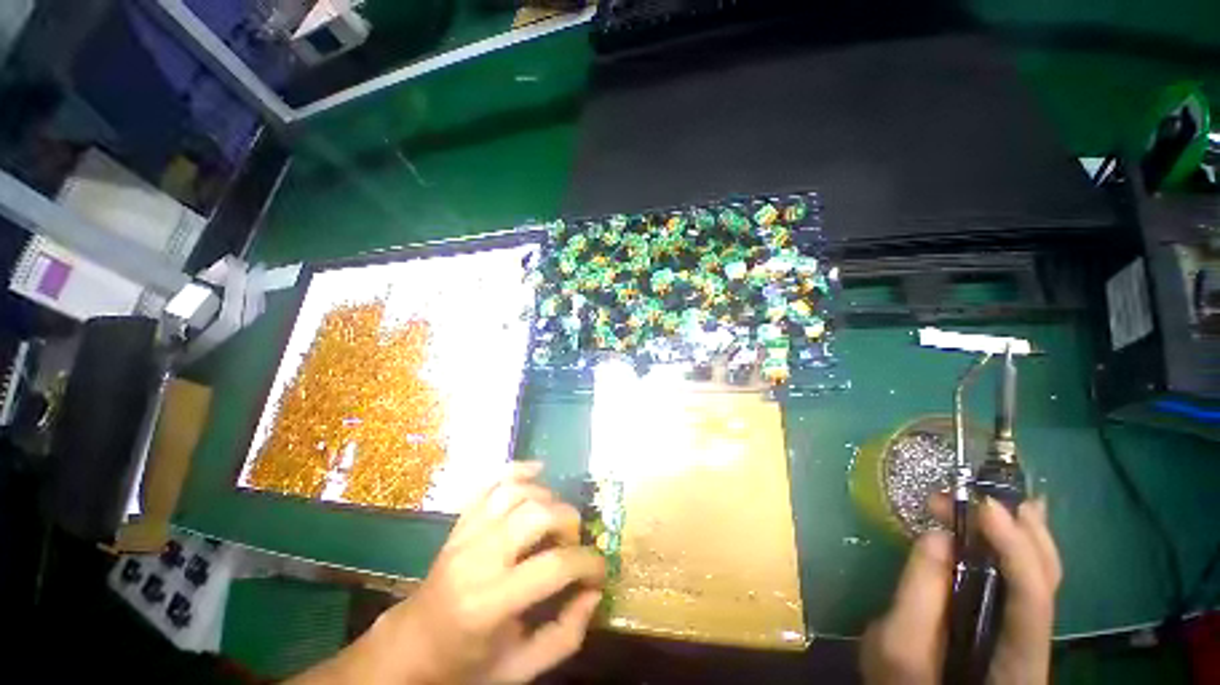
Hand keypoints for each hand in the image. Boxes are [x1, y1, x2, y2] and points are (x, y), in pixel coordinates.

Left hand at [292, 462, 605, 684]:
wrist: (413, 645)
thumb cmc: (466, 662)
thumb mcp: (519, 668)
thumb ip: (564, 636)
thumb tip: (593, 594)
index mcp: (490, 603)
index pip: (553, 566)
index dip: (588, 564)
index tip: (599, 571)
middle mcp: (477, 559)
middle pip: (536, 515)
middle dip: (568, 521)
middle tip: (574, 542)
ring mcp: (465, 534)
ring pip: (514, 492)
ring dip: (547, 497)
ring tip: (556, 518)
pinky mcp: (461, 521)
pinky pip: (489, 483)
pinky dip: (516, 469)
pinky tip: (537, 470)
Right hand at [861, 497, 1061, 684]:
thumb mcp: (897, 650)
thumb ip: (917, 596)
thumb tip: (938, 536)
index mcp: (1017, 664)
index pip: (1033, 599)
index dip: (1016, 549)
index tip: (984, 507)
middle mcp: (1032, 644)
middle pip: (1047, 581)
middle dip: (1019, 531)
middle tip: (976, 494)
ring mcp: (1020, 632)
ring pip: (1039, 577)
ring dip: (1017, 531)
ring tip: (993, 496)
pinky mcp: (1003, 623)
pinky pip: (1017, 580)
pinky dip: (1010, 545)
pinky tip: (1000, 525)